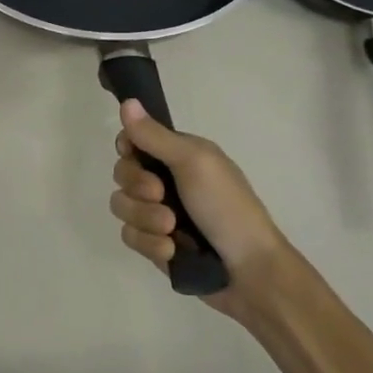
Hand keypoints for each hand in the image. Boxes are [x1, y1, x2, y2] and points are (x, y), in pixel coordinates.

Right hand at [109, 99, 289, 315]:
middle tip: (162, 196)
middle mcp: (166, 181)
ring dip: (145, 219)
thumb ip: (155, 136)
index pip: (133, 142)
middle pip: (122, 174)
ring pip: (122, 206)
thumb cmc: (227, 208)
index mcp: (179, 156)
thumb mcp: (194, 162)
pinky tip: (172, 252)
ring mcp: (159, 214)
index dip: (128, 152)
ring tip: (172, 230)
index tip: (136, 157)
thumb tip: (127, 101)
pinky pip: (130, 237)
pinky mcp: (155, 245)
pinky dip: (150, 244)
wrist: (250, 272)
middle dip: (138, 189)